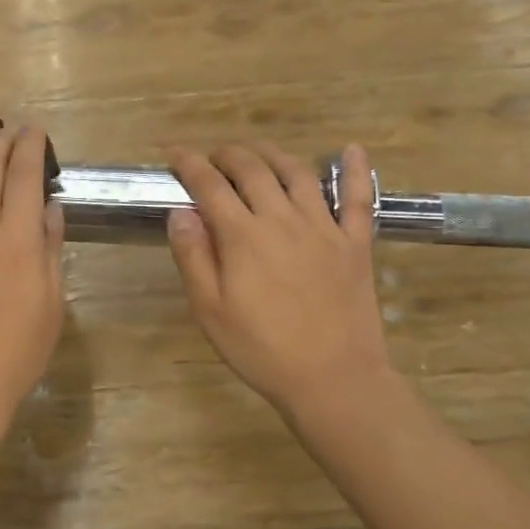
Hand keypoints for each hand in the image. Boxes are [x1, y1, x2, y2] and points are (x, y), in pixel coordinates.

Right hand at [167, 142, 393, 419]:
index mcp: (243, 236)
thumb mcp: (210, 310)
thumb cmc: (261, 349)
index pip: (209, 185)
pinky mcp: (355, 244)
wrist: (332, 378)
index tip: (172, 154)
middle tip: (211, 157)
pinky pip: (357, 199)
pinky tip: (349, 150)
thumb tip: (181, 212)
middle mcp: (282, 219)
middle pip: (253, 169)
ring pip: (297, 173)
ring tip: (257, 152)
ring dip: (272, 154)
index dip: (188, 164)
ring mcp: (324, 228)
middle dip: (227, 154)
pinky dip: (354, 171)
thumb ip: (193, 256)